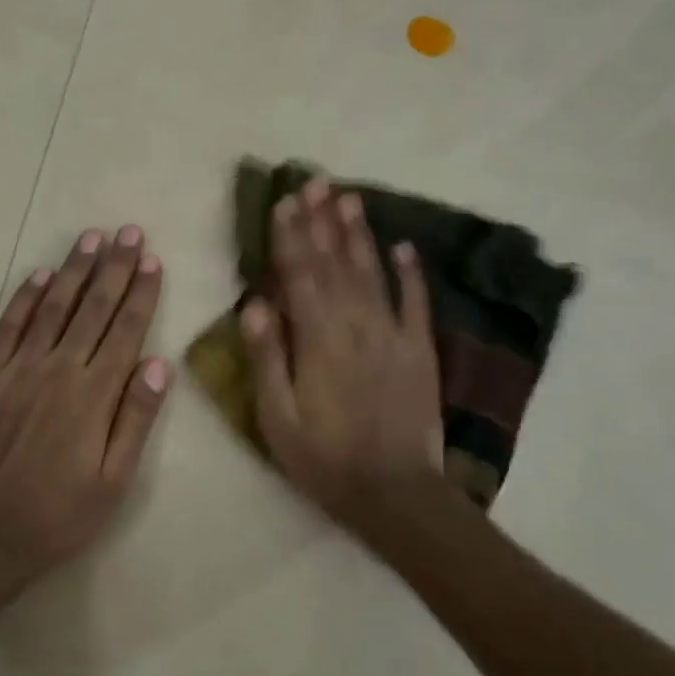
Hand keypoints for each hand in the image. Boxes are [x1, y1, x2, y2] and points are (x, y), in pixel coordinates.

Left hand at [0, 225, 170, 582]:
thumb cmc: (59, 514)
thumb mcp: (114, 482)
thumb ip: (135, 419)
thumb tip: (159, 364)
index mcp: (94, 395)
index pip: (125, 330)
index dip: (141, 293)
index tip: (152, 260)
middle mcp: (57, 370)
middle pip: (92, 308)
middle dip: (114, 268)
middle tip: (129, 232)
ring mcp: (17, 369)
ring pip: (51, 307)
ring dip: (73, 270)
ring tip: (92, 239)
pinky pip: (8, 327)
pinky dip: (25, 298)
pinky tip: (39, 275)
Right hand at [241, 180, 443, 521]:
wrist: (396, 494)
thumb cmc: (325, 459)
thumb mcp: (278, 417)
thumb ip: (267, 357)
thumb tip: (254, 302)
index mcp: (317, 339)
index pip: (299, 274)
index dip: (290, 236)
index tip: (283, 201)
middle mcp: (356, 324)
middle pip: (335, 262)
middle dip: (322, 219)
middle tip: (315, 181)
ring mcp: (393, 334)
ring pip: (372, 271)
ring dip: (359, 233)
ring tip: (350, 197)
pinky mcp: (420, 350)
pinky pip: (416, 302)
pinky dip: (410, 272)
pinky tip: (404, 245)